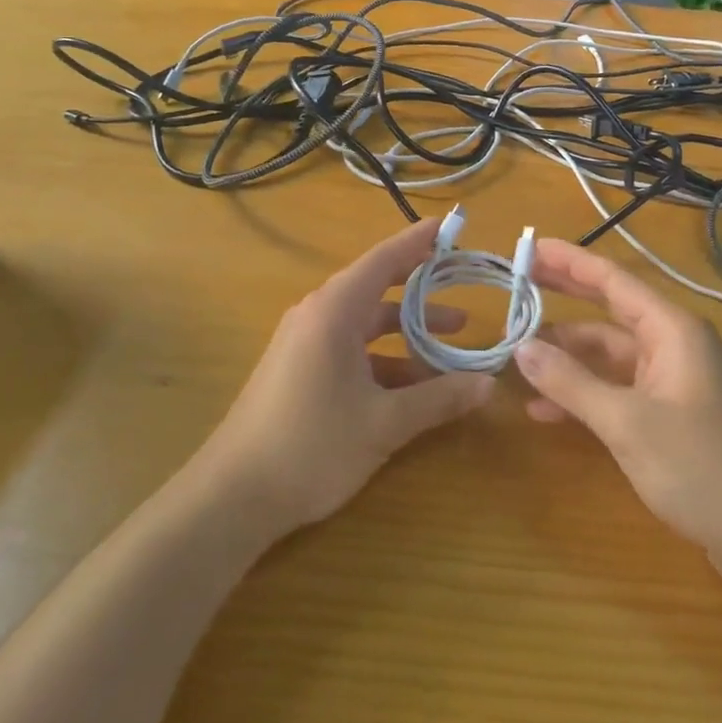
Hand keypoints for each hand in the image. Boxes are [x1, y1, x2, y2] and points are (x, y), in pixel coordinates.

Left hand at [199, 217, 494, 534]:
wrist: (232, 495)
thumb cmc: (312, 445)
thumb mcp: (384, 423)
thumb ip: (439, 399)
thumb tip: (489, 384)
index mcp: (334, 312)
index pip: (383, 260)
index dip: (417, 242)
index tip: (448, 227)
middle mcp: (316, 316)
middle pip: (375, 289)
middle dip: (421, 292)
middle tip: (460, 288)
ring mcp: (303, 344)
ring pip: (364, 325)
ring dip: (406, 333)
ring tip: (450, 347)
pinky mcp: (297, 370)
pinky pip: (349, 349)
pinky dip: (383, 358)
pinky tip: (411, 387)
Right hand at [515, 239, 721, 581]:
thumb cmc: (699, 468)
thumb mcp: (626, 423)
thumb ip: (571, 382)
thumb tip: (521, 349)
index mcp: (672, 330)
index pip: (612, 280)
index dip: (569, 262)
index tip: (529, 247)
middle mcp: (671, 343)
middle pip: (608, 308)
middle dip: (563, 295)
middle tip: (516, 281)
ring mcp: (668, 377)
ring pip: (606, 351)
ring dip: (566, 354)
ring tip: (517, 353)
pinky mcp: (664, 409)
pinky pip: (614, 385)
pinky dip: (582, 391)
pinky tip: (544, 408)